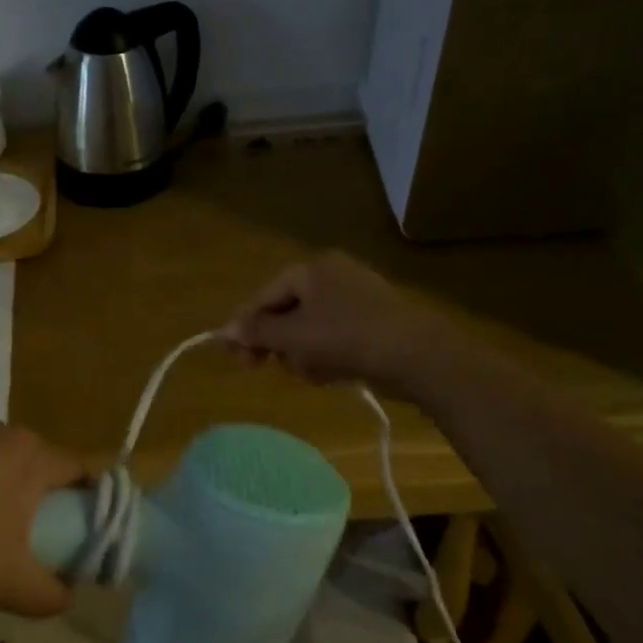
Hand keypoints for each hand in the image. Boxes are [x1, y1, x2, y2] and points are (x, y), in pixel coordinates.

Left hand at [0, 416, 79, 617]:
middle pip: (47, 468)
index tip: (88, 542)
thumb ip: (53, 594)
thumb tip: (67, 591)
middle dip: (52, 508)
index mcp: (30, 451)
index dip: (95, 507)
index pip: (85, 471)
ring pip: (9, 468)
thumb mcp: (11, 583)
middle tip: (44, 549)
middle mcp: (1, 430)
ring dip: (14, 502)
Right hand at [221, 251, 442, 391]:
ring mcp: (356, 298)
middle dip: (277, 343)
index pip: (264, 296)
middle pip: (285, 313)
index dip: (244, 326)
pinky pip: (333, 338)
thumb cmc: (347, 337)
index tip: (233, 356)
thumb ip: (256, 332)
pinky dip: (327, 356)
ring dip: (302, 354)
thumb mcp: (293, 336)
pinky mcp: (373, 322)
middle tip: (262, 368)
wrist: (418, 355)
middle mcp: (333, 276)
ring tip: (314, 372)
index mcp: (312, 269)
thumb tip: (224, 330)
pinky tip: (333, 374)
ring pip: (308, 330)